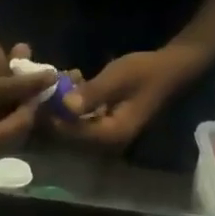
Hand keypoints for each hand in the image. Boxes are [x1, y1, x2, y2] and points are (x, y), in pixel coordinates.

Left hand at [54, 47, 205, 154]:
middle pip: (71, 135)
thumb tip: (66, 106)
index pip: (75, 134)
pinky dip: (75, 104)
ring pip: (74, 127)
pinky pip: (82, 120)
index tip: (44, 97)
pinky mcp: (104, 127)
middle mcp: (107, 143)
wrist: (170, 71)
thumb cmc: (146, 72)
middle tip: (51, 85)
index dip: (56, 118)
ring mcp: (105, 137)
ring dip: (66, 105)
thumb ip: (92, 93)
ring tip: (66, 77)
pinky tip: (75, 81)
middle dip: (58, 111)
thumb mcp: (118, 77)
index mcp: (112, 135)